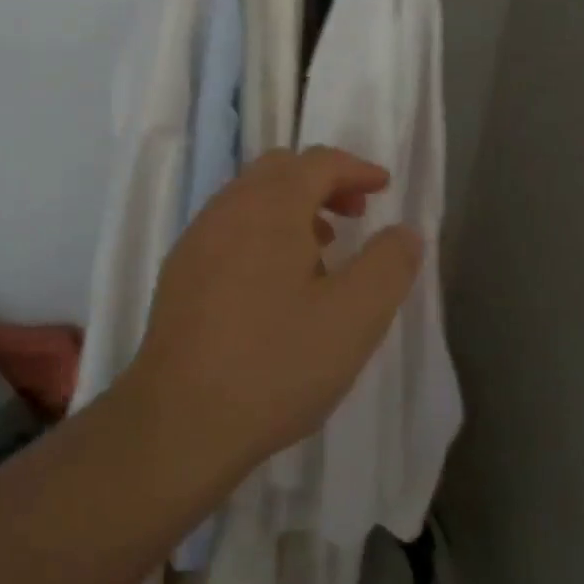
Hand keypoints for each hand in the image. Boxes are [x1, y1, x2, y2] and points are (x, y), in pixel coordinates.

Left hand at [128, 147, 422, 475]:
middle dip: (323, 182)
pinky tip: (276, 284)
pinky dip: (262, 231)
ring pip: (250, 198)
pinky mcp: (179, 273)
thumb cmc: (275, 364)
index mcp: (270, 206)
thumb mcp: (354, 318)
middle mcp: (227, 209)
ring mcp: (196, 239)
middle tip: (355, 215)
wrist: (178, 422)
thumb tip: (405, 231)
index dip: (356, 168)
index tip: (383, 187)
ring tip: (322, 250)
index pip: (318, 162)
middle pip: (280, 170)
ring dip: (291, 208)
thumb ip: (388, 265)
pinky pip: (228, 228)